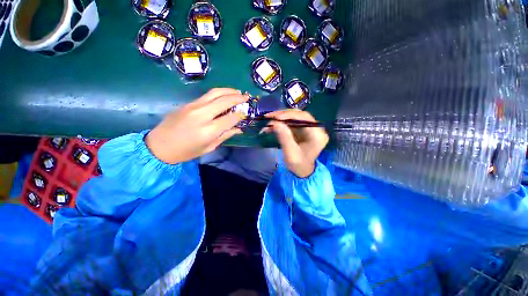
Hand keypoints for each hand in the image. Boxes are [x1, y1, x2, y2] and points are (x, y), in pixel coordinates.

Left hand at [146, 88, 247, 163]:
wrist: (159, 145)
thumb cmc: (186, 151)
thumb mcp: (209, 148)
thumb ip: (225, 136)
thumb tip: (239, 129)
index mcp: (208, 130)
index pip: (230, 118)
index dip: (239, 115)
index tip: (245, 114)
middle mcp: (202, 115)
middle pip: (224, 101)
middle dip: (238, 98)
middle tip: (247, 97)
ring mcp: (193, 107)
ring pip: (215, 93)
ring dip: (229, 91)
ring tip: (238, 91)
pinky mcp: (188, 103)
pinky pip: (207, 95)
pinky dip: (219, 93)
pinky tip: (224, 95)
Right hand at [263, 110, 328, 177]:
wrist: (302, 171)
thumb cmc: (298, 165)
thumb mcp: (290, 153)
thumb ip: (284, 137)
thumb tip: (274, 122)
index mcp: (317, 135)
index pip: (304, 118)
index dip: (289, 115)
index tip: (275, 117)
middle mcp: (316, 129)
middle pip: (299, 115)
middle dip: (283, 115)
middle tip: (269, 117)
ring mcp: (310, 128)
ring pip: (294, 117)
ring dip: (281, 118)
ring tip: (268, 120)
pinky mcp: (303, 129)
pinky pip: (292, 122)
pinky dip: (281, 122)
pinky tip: (272, 125)